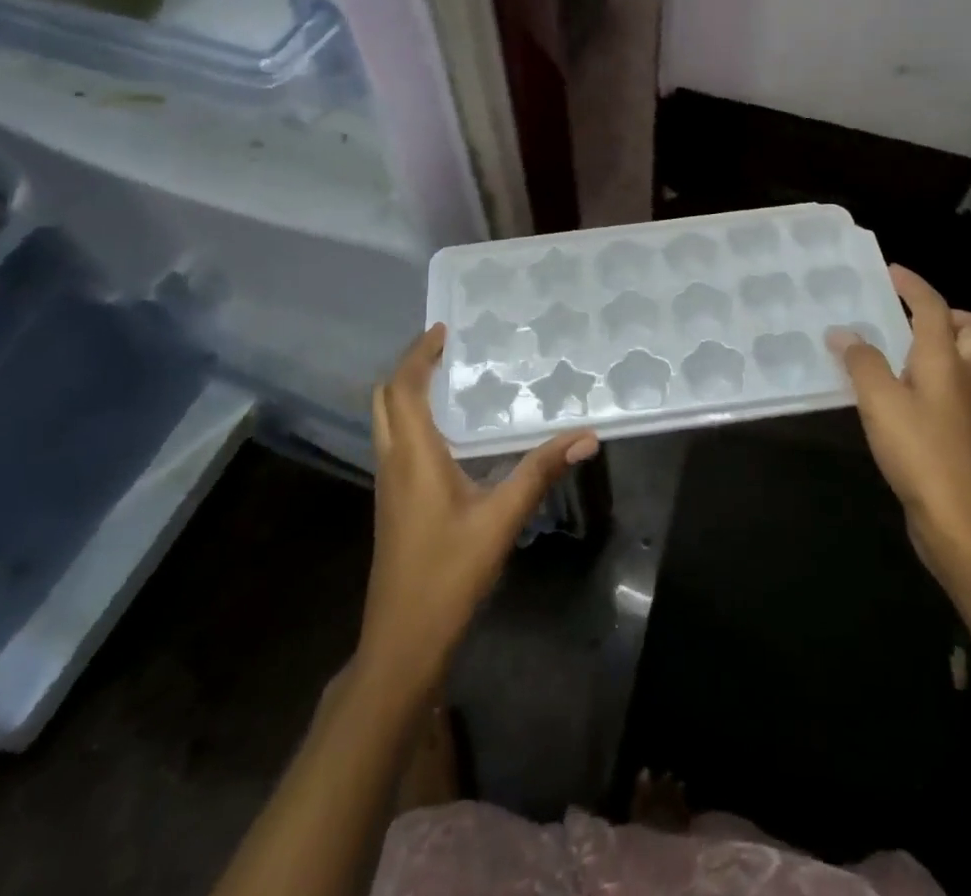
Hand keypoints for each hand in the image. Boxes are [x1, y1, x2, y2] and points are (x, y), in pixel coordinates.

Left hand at [356, 325, 598, 694]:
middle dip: (408, 367)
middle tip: (444, 348)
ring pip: (385, 421)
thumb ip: (541, 471)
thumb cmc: (449, 574)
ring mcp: (388, 485)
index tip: (443, 329)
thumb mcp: (502, 519)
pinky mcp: (393, 503)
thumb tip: (586, 435)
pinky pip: (394, 442)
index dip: (418, 355)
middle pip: (384, 399)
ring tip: (446, 377)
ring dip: (406, 392)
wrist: (402, 641)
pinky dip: (410, 418)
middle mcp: (393, 463)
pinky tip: (445, 431)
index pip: (404, 389)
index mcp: (413, 456)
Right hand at [827, 266, 970, 579]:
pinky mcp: (953, 435)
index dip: (913, 285)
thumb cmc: (921, 452)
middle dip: (947, 314)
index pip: (934, 308)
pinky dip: (919, 378)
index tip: (889, 271)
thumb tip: (842, 333)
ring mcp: (961, 409)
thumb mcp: (880, 401)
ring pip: (959, 361)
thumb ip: (860, 361)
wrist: (960, 523)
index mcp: (946, 360)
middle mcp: (961, 378)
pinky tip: (885, 395)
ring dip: (930, 347)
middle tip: (906, 318)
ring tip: (884, 351)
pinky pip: (941, 388)